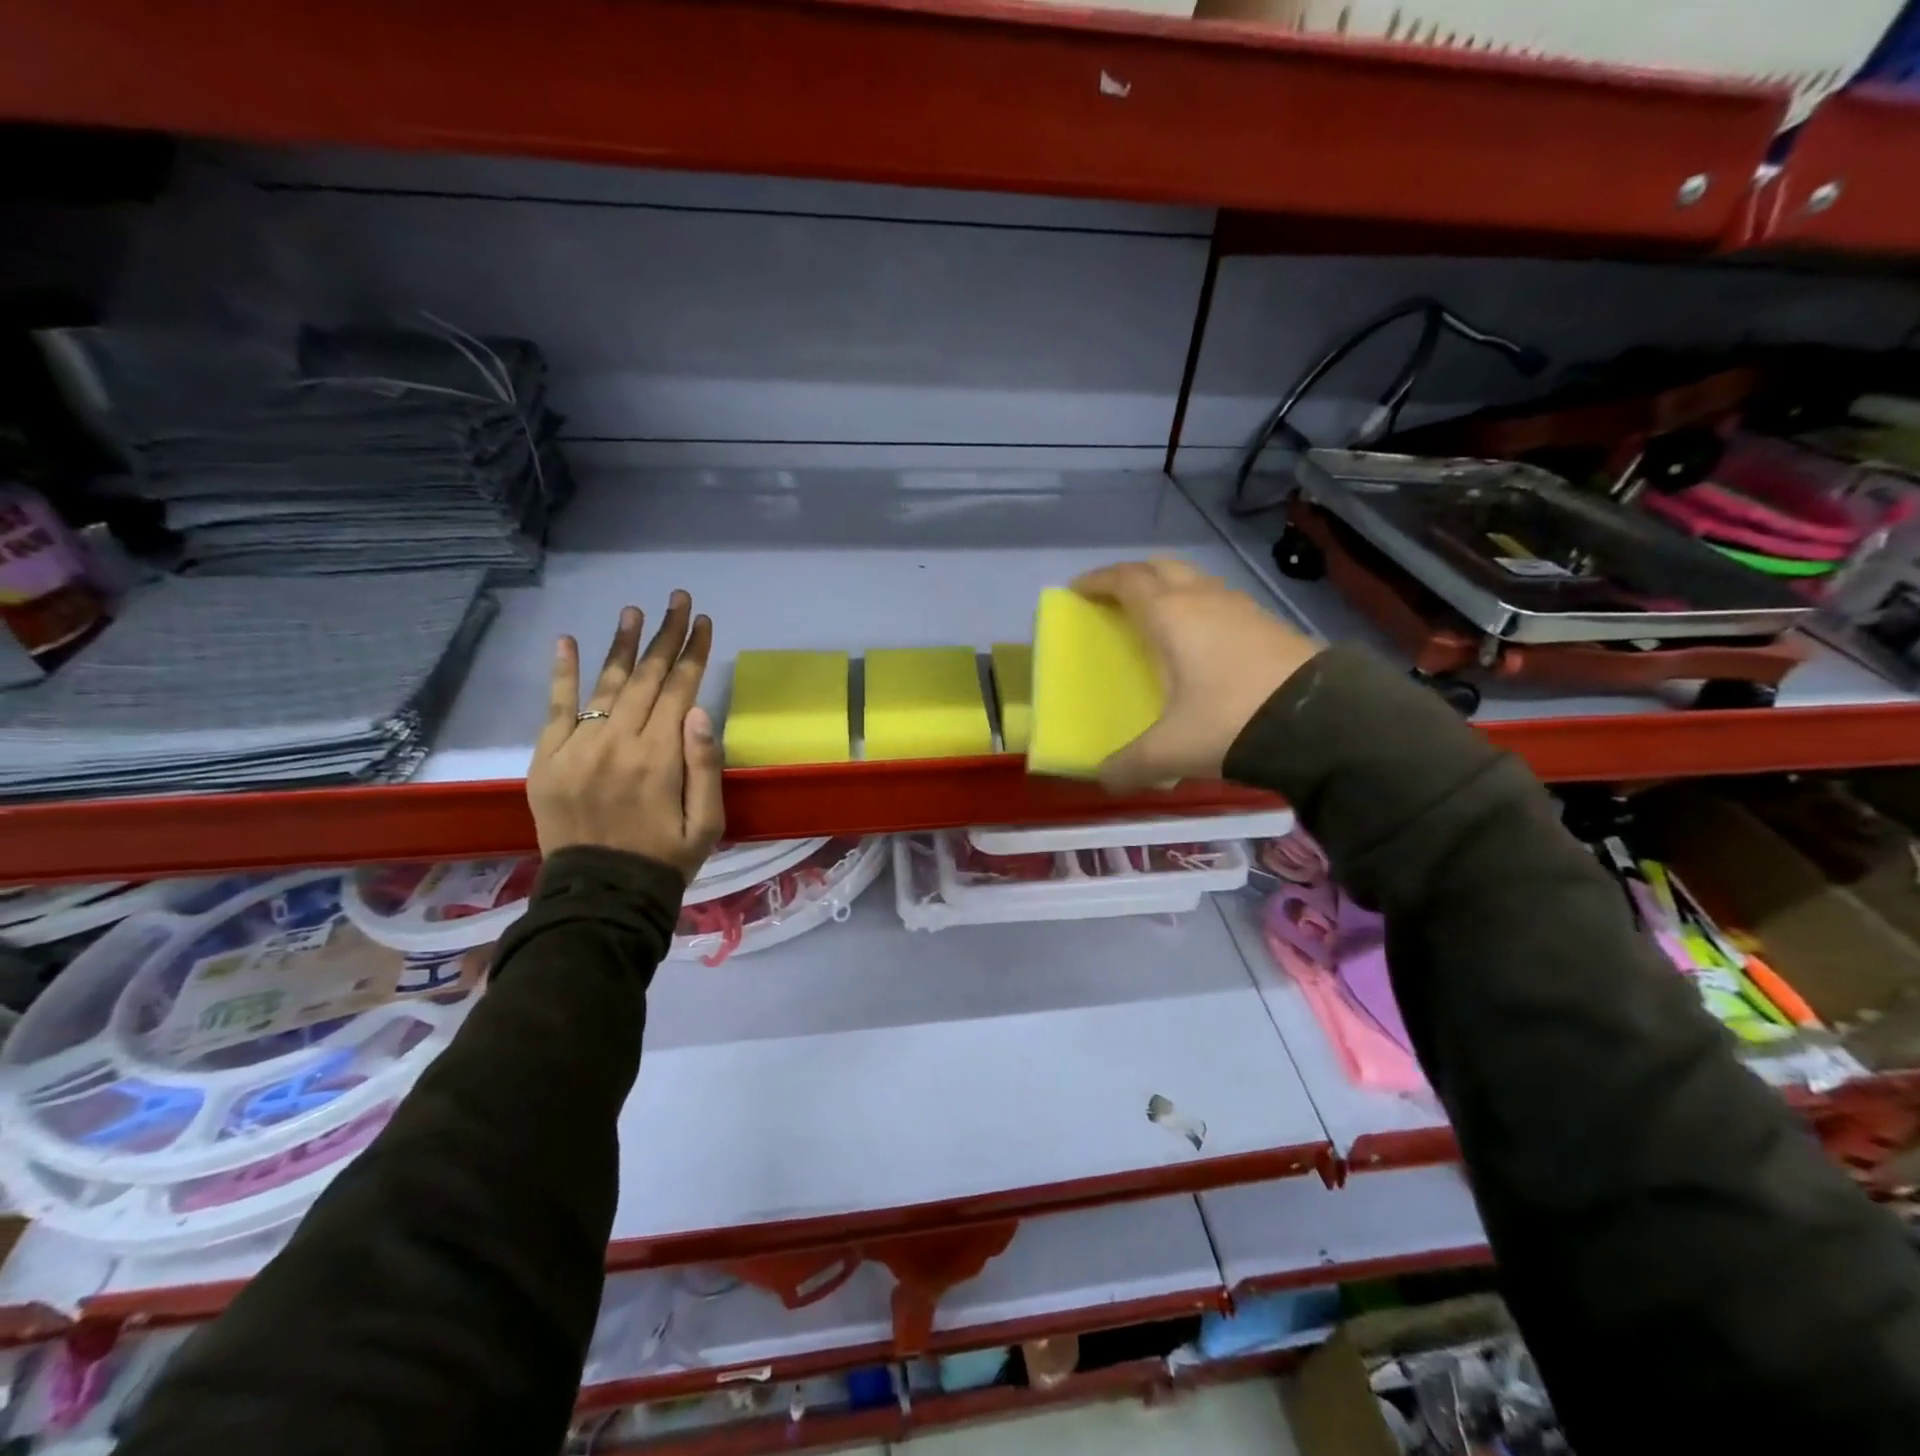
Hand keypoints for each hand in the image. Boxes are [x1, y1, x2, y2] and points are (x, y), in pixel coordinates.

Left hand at [528, 591, 724, 879]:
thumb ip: (705, 766)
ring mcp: (576, 749)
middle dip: (664, 635)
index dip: (692, 652)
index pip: (680, 689)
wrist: (601, 896)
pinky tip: (567, 640)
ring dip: (621, 644)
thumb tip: (700, 710)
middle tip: (677, 599)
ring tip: (634, 610)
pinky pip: (555, 708)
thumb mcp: (707, 823)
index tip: (702, 621)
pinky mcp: (546, 760)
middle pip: (646, 677)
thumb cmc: (665, 859)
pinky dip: (562, 673)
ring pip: (605, 684)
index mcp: (659, 759)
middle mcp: (617, 743)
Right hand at [1071, 558, 1320, 792]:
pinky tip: (1203, 641)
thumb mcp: (1169, 752)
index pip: (1125, 580)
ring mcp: (1240, 607)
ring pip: (1195, 580)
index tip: (1077, 590)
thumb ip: (1128, 766)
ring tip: (1157, 618)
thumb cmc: (1229, 722)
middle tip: (1114, 599)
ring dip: (1170, 587)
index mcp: (1170, 616)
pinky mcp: (1269, 623)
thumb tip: (1104, 780)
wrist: (1321, 721)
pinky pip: (1221, 600)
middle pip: (1160, 567)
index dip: (1097, 581)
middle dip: (1132, 575)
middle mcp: (1203, 599)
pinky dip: (1200, 607)